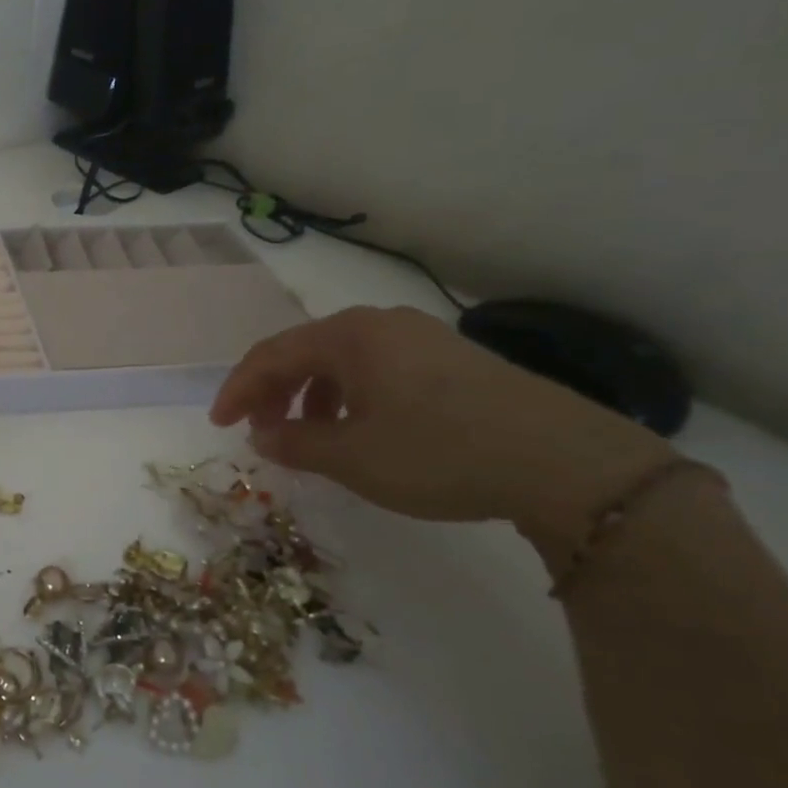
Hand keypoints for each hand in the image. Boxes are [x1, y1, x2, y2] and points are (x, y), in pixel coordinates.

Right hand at [210, 306, 675, 547]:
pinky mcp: (452, 360)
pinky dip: (351, 398)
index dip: (238, 390)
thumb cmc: (439, 452)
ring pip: (342, 362)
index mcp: (349, 336)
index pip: (271, 355)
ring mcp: (421, 338)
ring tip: (310, 437)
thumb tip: (261, 435)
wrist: (567, 463)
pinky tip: (362, 431)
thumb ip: (295, 443)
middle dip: (274, 393)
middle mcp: (381, 324)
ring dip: (312, 397)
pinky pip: (378, 371)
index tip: (221, 426)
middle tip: (261, 432)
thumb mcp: (353, 457)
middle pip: (305, 352)